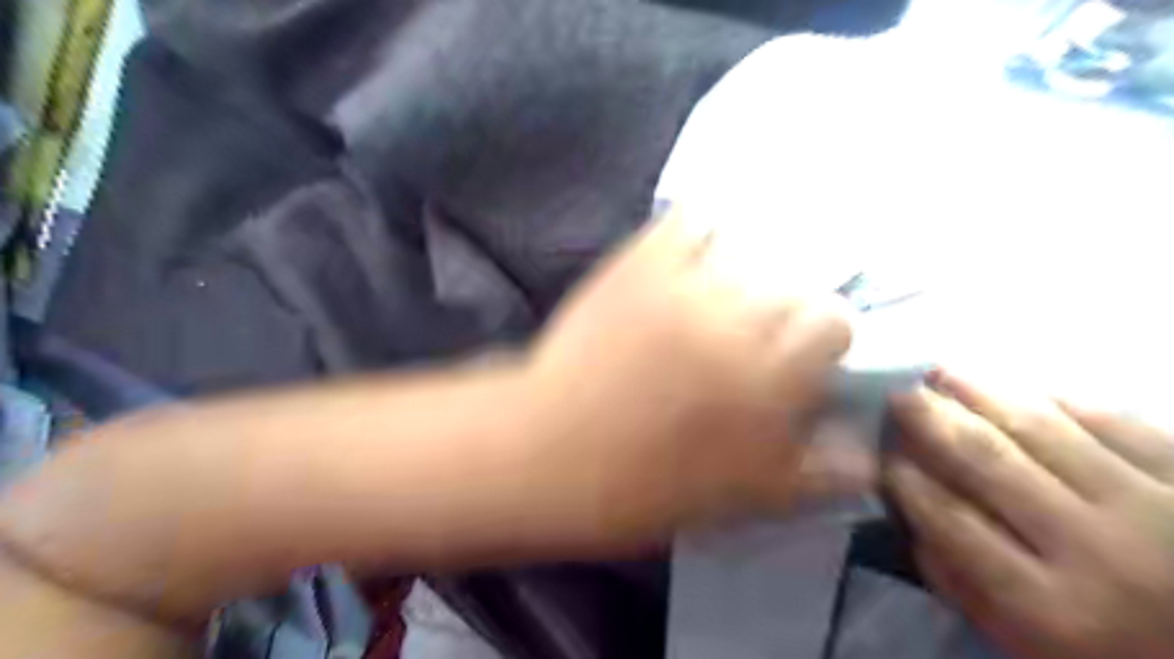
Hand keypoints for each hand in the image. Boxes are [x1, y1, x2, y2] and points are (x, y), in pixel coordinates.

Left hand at [528, 206, 864, 549]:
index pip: (833, 322)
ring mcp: (685, 284)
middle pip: (795, 282)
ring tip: (732, 288)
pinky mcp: (639, 264)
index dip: (826, 335)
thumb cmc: (645, 486)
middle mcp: (738, 319)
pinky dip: (702, 225)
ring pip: (749, 246)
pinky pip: (688, 219)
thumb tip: (867, 453)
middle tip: (763, 326)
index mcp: (770, 378)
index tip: (805, 352)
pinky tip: (700, 244)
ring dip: (752, 266)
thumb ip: (817, 473)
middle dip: (789, 304)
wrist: (551, 453)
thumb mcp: (745, 498)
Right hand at [886, 370, 1173, 657]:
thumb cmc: (1119, 655)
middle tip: (901, 396)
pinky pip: (1117, 421)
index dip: (908, 479)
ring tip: (942, 373)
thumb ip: (965, 592)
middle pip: (989, 460)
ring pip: (1044, 428)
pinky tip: (1024, 390)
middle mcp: (1098, 548)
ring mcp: (1157, 506)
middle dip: (933, 420)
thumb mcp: (1035, 650)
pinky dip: (1062, 400)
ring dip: (982, 393)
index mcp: (1052, 606)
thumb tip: (911, 525)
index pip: (952, 519)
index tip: (885, 455)